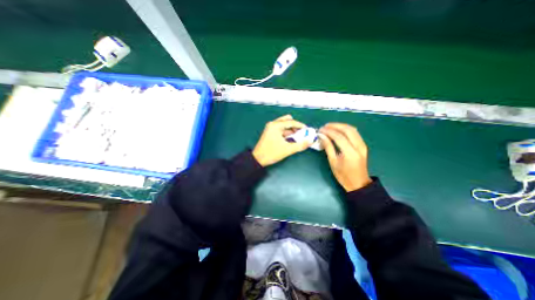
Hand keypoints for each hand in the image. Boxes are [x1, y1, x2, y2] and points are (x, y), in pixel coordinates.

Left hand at [254, 113, 312, 166]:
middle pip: (287, 121)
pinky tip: (290, 139)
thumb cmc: (271, 153)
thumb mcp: (287, 149)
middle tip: (301, 133)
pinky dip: (286, 133)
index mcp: (276, 125)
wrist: (258, 159)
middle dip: (295, 126)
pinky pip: (280, 129)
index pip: (291, 122)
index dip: (301, 126)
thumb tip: (310, 141)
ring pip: (284, 125)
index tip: (307, 130)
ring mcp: (270, 128)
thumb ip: (300, 145)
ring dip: (291, 130)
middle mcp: (272, 124)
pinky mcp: (269, 132)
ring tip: (297, 138)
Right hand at [317, 122, 372, 190]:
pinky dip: (346, 129)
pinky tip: (338, 130)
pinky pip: (355, 133)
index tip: (320, 130)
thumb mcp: (333, 162)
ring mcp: (363, 145)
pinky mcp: (363, 145)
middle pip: (347, 130)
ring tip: (330, 127)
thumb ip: (328, 147)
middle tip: (324, 126)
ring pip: (352, 129)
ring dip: (341, 126)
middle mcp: (359, 147)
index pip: (339, 137)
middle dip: (335, 126)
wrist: (358, 183)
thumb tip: (322, 136)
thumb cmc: (343, 176)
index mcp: (350, 153)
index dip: (329, 132)